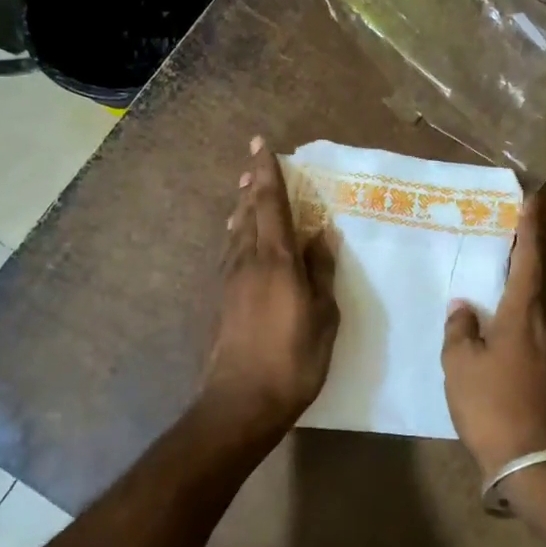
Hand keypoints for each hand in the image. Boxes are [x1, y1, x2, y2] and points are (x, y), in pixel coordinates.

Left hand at [198, 137, 338, 440]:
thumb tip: (323, 234)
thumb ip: (321, 271)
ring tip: (246, 193)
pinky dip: (237, 235)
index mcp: (277, 261)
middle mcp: (248, 262)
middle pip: (247, 214)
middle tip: (253, 165)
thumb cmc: (293, 359)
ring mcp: (230, 281)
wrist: (240, 402)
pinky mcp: (222, 300)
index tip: (261, 145)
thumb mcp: (323, 316)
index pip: (271, 205)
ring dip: (241, 209)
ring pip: (235, 233)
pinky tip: (239, 240)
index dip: (267, 173)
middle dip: (252, 186)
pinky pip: (230, 253)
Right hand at [442, 194, 545, 479]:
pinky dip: (539, 295)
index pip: (531, 256)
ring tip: (530, 248)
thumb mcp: (460, 363)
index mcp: (524, 310)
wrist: (531, 456)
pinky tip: (524, 302)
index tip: (535, 198)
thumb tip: (465, 307)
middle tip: (540, 211)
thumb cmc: (490, 403)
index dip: (531, 226)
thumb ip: (461, 328)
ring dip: (545, 265)